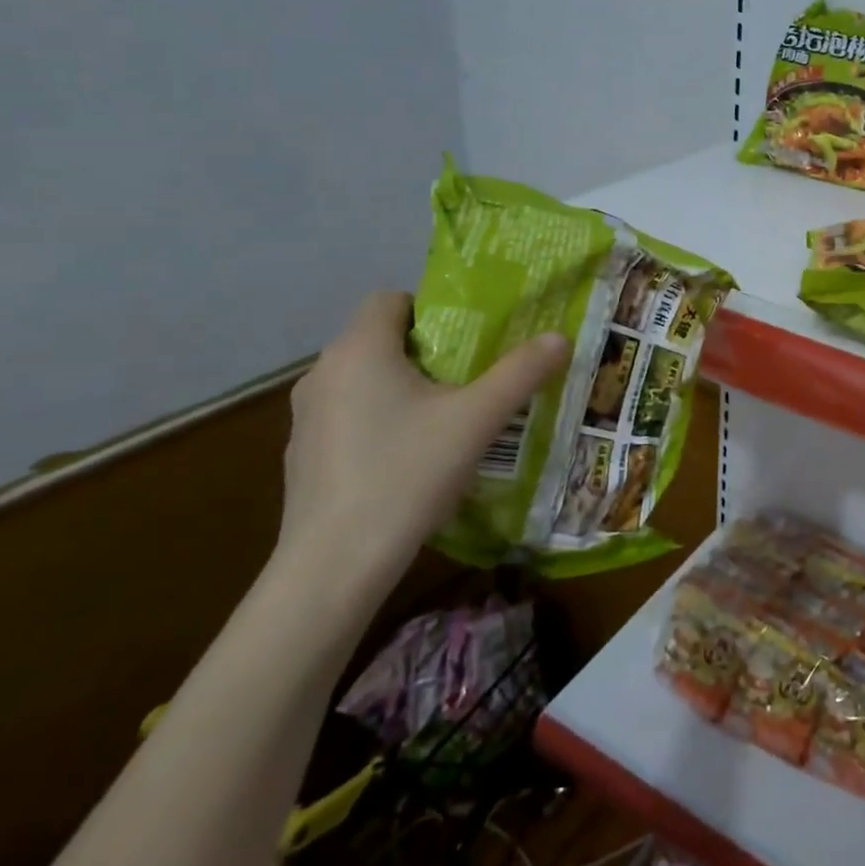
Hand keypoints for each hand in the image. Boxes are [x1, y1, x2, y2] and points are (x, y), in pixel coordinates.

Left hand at [278, 292, 568, 600]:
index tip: (471, 337)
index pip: (391, 299)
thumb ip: (521, 373)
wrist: (335, 566)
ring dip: (405, 387)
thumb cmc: (407, 474)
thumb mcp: (478, 419)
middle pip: (382, 340)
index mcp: (359, 350)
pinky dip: (381, 422)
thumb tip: (560, 337)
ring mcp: (306, 418)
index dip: (434, 308)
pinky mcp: (304, 457)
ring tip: (450, 418)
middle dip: (430, 351)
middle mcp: (323, 374)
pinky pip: (351, 417)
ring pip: (366, 380)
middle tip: (475, 375)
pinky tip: (411, 460)